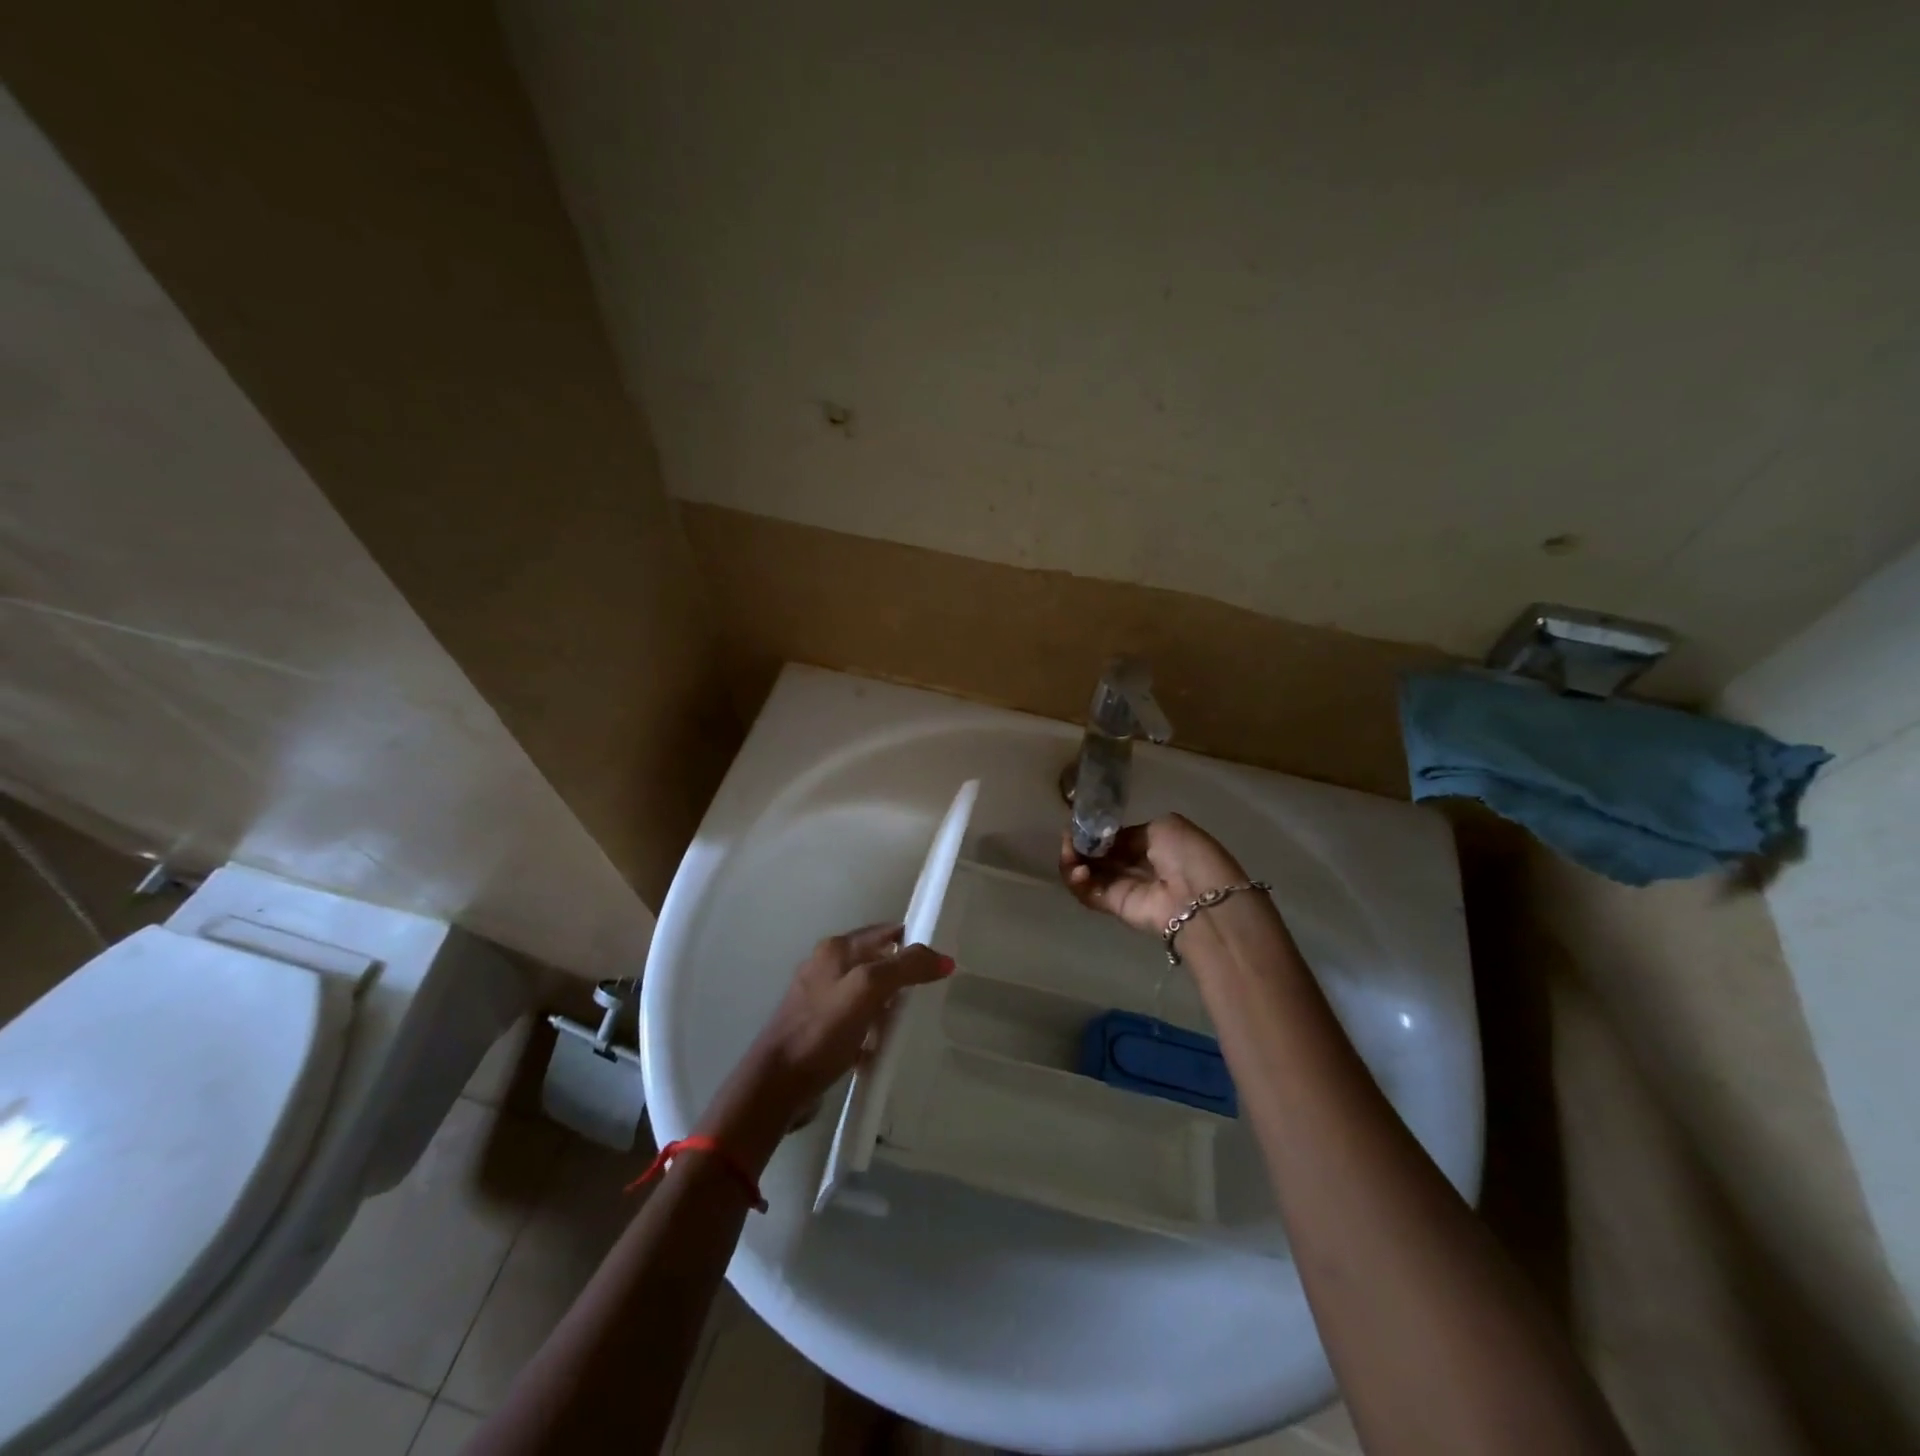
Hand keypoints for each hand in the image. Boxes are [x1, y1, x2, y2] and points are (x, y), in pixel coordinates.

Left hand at [708, 923, 952, 1157]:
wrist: (776, 1085)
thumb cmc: (822, 1031)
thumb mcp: (868, 989)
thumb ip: (906, 968)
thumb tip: (944, 958)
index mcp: (835, 949)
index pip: (885, 932)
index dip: (913, 943)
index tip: (939, 963)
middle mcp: (825, 967)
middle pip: (877, 962)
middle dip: (902, 977)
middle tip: (928, 995)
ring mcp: (820, 999)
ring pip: (867, 993)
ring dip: (888, 1006)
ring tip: (909, 1024)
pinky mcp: (818, 1030)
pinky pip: (856, 1021)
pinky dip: (872, 1029)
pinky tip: (882, 1048)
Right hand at [1060, 813, 1248, 936]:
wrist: (1200, 898)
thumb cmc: (1188, 855)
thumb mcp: (1163, 827)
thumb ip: (1130, 832)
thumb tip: (1107, 841)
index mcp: (1152, 844)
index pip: (1115, 837)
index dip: (1095, 831)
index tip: (1079, 824)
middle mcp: (1136, 865)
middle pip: (1097, 855)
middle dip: (1079, 844)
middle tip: (1068, 838)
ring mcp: (1124, 887)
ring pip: (1087, 874)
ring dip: (1073, 862)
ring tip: (1070, 854)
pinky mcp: (1115, 907)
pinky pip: (1088, 893)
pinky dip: (1076, 882)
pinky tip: (1078, 870)